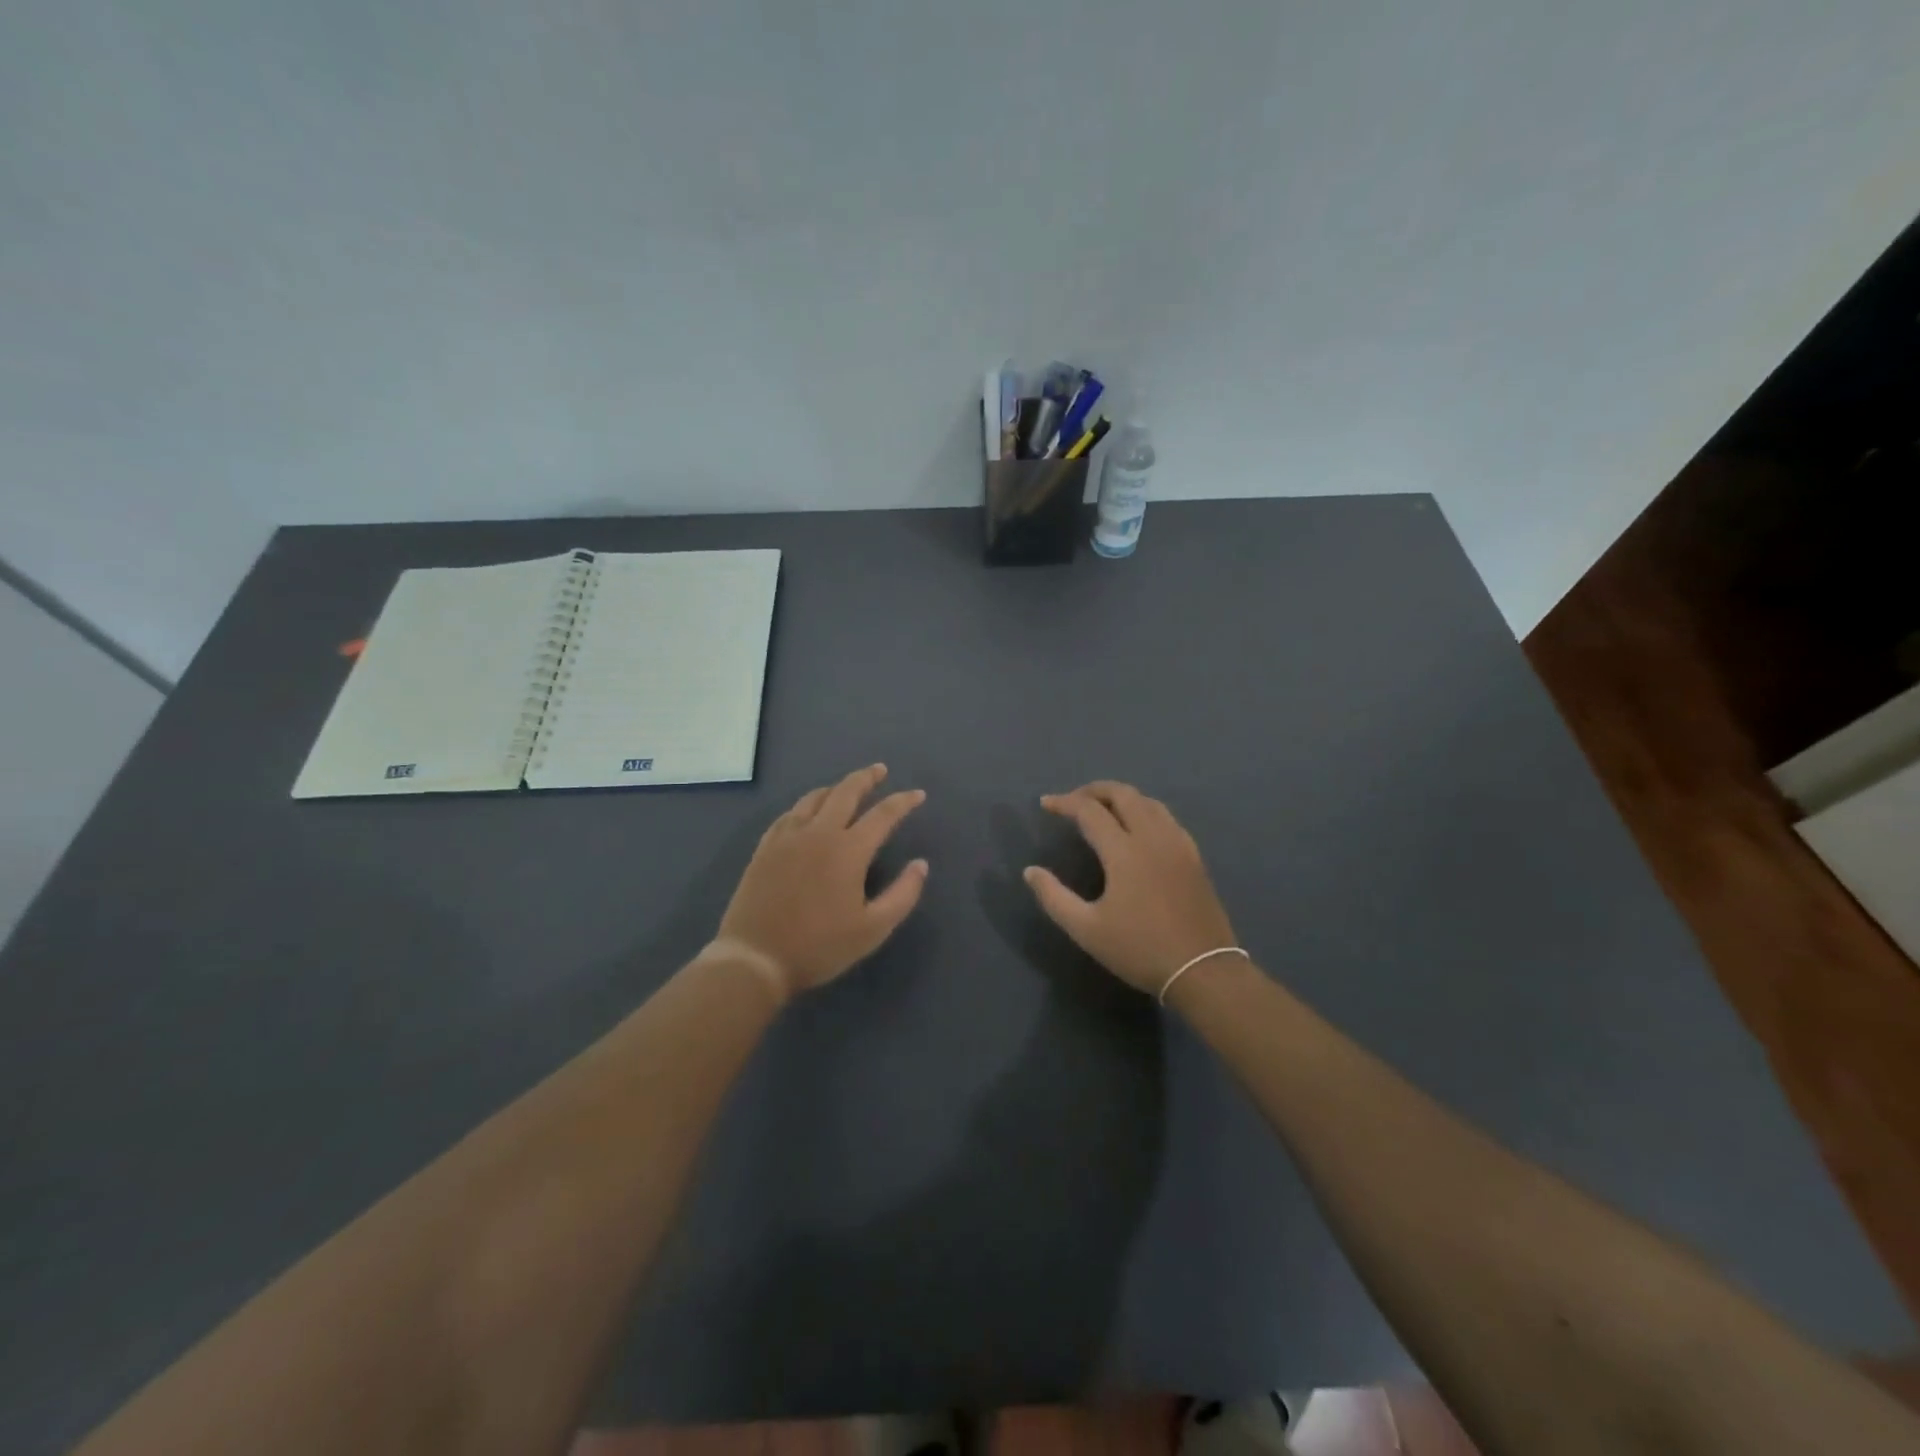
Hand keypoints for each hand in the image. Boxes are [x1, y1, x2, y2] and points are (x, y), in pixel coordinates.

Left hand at [711, 764, 928, 1001]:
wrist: (755, 958)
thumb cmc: (819, 947)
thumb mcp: (873, 929)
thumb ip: (903, 894)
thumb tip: (921, 865)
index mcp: (848, 850)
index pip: (883, 814)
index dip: (903, 802)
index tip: (918, 795)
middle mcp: (819, 833)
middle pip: (846, 792)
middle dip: (866, 778)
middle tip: (879, 770)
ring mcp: (788, 837)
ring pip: (814, 798)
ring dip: (835, 788)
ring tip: (846, 787)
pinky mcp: (766, 847)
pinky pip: (789, 814)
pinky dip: (806, 805)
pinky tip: (807, 811)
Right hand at [1024, 781, 1237, 996]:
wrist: (1204, 972)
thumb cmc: (1140, 949)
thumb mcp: (1087, 930)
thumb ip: (1054, 897)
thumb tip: (1031, 871)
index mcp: (1124, 851)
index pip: (1090, 811)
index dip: (1065, 802)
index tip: (1045, 804)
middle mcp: (1153, 837)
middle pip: (1123, 794)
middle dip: (1094, 790)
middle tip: (1073, 801)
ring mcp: (1178, 844)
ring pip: (1148, 802)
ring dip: (1121, 797)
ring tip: (1102, 810)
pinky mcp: (1194, 856)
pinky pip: (1166, 818)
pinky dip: (1144, 810)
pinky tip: (1137, 829)